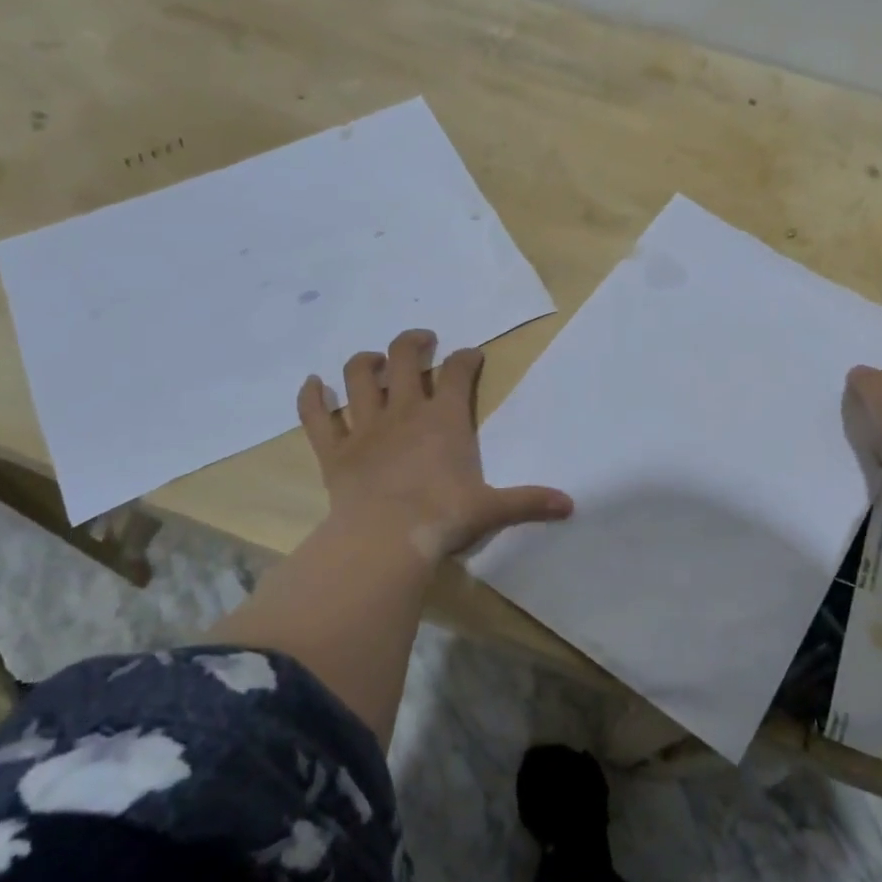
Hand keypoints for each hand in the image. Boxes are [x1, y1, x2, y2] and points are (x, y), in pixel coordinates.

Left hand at [298, 329, 573, 563]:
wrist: (387, 539)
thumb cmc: (444, 517)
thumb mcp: (492, 509)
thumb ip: (529, 501)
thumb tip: (570, 506)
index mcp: (444, 419)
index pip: (457, 372)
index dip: (466, 358)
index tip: (472, 356)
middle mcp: (404, 411)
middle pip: (403, 357)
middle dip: (413, 342)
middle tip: (422, 342)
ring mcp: (365, 426)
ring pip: (358, 376)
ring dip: (365, 361)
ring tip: (373, 360)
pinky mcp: (333, 449)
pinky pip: (315, 415)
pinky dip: (311, 397)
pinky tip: (313, 385)